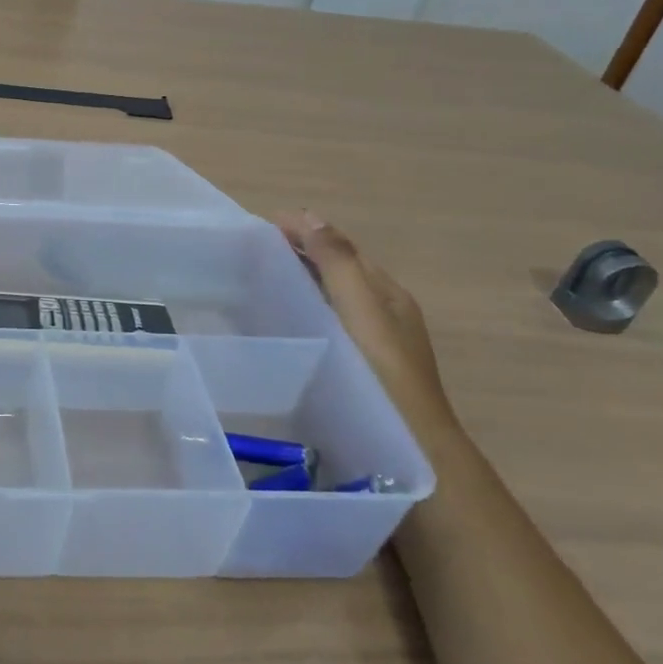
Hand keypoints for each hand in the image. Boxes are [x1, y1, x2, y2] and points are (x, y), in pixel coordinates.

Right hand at [278, 211, 458, 440]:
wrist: (410, 446)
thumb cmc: (383, 373)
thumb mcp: (360, 310)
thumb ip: (337, 264)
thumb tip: (310, 216)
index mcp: (387, 294)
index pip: (342, 248)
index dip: (306, 231)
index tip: (260, 225)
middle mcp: (384, 312)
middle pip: (339, 270)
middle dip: (301, 252)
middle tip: (251, 250)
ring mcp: (374, 341)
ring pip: (334, 297)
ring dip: (302, 279)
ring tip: (259, 278)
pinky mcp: (360, 366)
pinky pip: (329, 322)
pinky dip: (305, 308)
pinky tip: (284, 322)